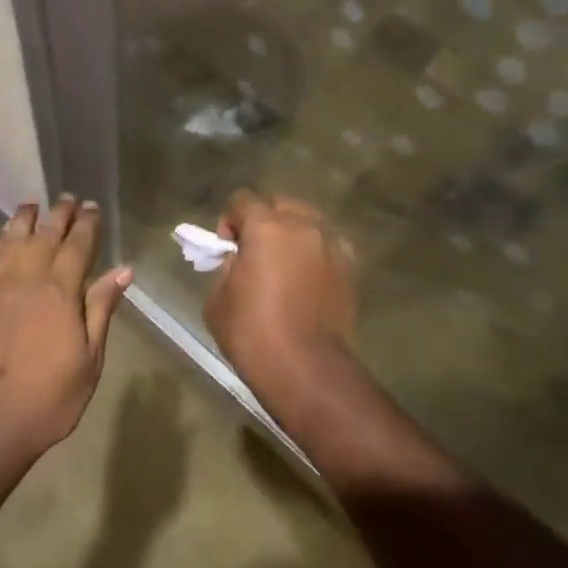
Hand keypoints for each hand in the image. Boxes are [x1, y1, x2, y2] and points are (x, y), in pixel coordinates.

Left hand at [0, 196, 130, 471]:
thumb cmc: (49, 398)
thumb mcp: (89, 358)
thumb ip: (102, 309)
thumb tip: (123, 270)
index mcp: (60, 292)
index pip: (77, 245)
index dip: (87, 224)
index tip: (93, 207)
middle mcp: (27, 279)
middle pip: (45, 235)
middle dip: (60, 214)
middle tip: (69, 198)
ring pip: (13, 240)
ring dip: (26, 219)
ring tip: (35, 205)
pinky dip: (0, 241)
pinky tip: (5, 237)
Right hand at [204, 192, 356, 400]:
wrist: (305, 367)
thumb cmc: (252, 333)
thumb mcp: (217, 298)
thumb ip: (227, 266)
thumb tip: (238, 259)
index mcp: (266, 226)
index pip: (242, 200)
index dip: (229, 220)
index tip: (227, 248)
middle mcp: (303, 225)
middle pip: (280, 203)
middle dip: (263, 220)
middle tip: (254, 252)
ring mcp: (331, 244)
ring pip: (308, 222)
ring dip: (292, 234)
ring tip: (284, 265)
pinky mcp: (350, 266)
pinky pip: (327, 245)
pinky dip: (315, 252)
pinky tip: (307, 279)